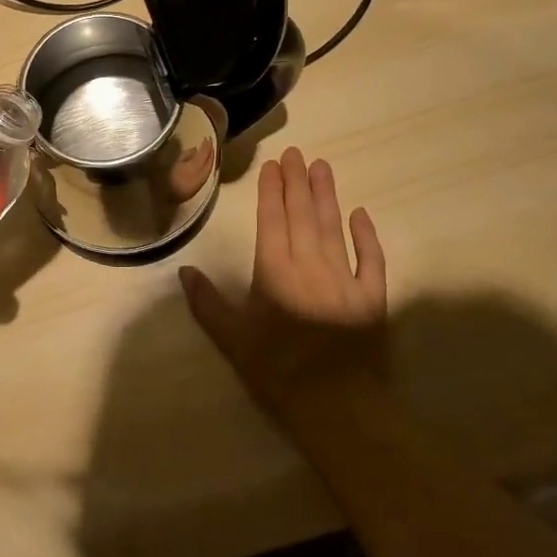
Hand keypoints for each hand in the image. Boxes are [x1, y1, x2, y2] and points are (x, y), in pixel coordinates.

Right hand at [179, 147, 386, 418]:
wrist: (336, 403)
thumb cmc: (277, 369)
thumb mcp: (232, 338)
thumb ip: (207, 302)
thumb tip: (184, 271)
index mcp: (275, 271)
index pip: (272, 220)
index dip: (272, 191)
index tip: (274, 165)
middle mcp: (310, 265)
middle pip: (303, 216)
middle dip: (297, 183)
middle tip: (297, 153)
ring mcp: (345, 278)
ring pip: (334, 228)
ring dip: (327, 196)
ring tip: (323, 167)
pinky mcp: (372, 298)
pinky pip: (372, 260)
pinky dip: (367, 236)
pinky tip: (361, 213)